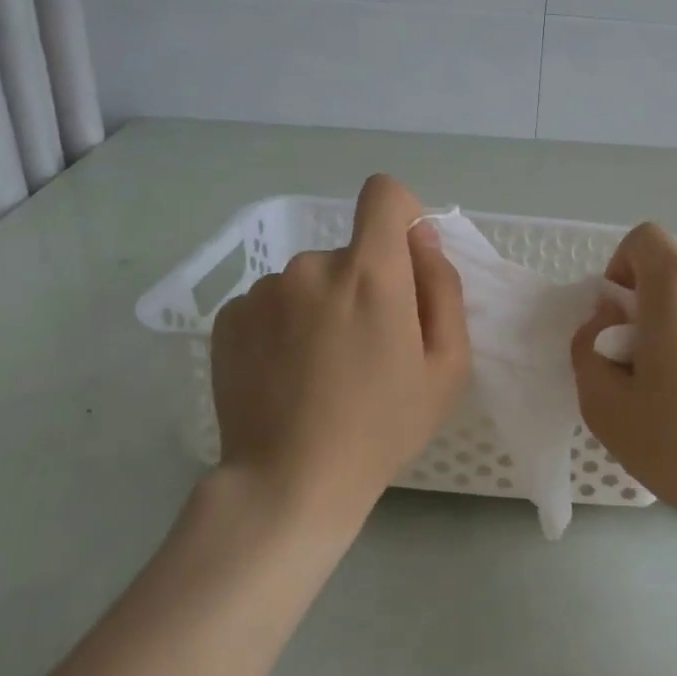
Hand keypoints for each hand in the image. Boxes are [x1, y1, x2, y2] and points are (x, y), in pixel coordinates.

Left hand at [209, 174, 469, 529]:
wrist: (289, 482)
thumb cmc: (383, 425)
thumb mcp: (447, 364)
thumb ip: (442, 286)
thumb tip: (421, 238)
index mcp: (370, 272)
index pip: (384, 193)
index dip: (401, 214)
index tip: (405, 259)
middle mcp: (311, 265)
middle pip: (350, 251)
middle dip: (366, 284)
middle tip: (367, 349)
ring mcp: (263, 290)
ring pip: (310, 280)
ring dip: (323, 307)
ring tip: (322, 369)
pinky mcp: (229, 317)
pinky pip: (272, 302)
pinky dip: (285, 325)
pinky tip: (287, 374)